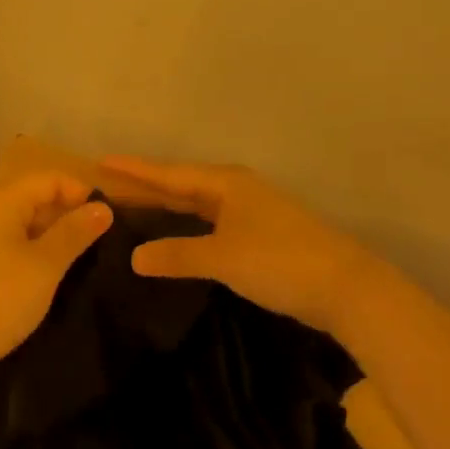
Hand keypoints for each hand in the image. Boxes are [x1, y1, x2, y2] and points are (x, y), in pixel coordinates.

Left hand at [0, 172, 112, 380]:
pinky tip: (45, 273)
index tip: (107, 219)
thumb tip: (103, 208)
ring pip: (20, 221)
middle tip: (98, 240)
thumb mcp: (45, 265)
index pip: (49, 179)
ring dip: (49, 233)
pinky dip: (30, 249)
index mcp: (0, 200)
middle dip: (66, 213)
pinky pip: (7, 241)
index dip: (81, 192)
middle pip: (33, 196)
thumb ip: (75, 232)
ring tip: (77, 257)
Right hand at [100, 156, 397, 330]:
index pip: (170, 175)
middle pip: (183, 186)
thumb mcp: (222, 258)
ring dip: (169, 208)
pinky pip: (213, 223)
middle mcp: (238, 190)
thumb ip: (177, 255)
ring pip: (200, 205)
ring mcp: (254, 212)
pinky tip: (180, 239)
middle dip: (148, 187)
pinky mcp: (264, 235)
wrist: (347, 287)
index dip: (135, 170)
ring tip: (136, 210)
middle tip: (111, 188)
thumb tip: (134, 257)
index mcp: (226, 184)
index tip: (102, 161)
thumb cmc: (280, 262)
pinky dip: (190, 228)